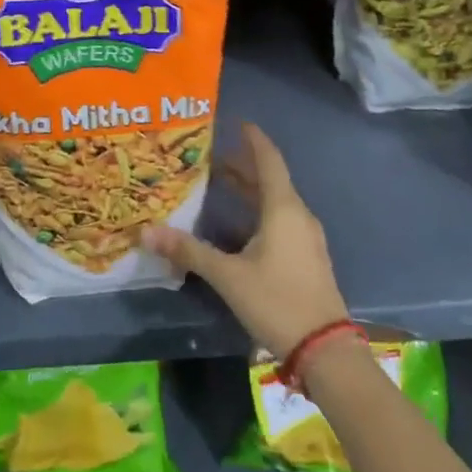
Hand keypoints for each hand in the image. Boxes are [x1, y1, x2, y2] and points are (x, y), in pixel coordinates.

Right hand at [141, 122, 348, 357]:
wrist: (324, 349)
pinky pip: (280, 220)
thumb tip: (147, 231)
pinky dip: (258, 211)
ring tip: (219, 183)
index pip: (268, 160)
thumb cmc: (277, 300)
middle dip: (242, 165)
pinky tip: (238, 225)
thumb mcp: (228, 275)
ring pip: (275, 201)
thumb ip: (189, 251)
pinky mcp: (306, 257)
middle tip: (211, 155)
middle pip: (270, 179)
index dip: (253, 139)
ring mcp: (306, 237)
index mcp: (283, 209)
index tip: (237, 121)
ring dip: (250, 189)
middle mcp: (298, 215)